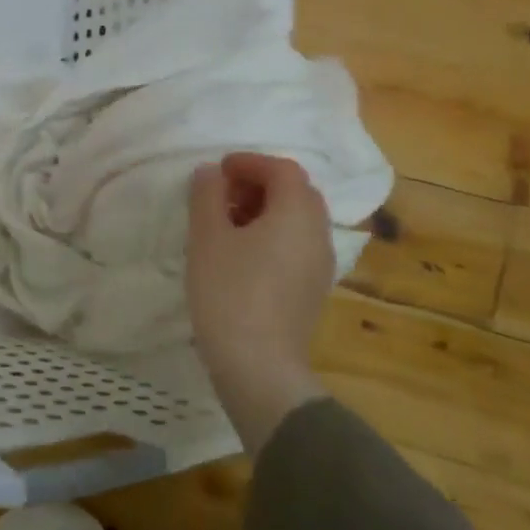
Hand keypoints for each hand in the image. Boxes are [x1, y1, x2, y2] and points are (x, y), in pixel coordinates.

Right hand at [186, 152, 331, 449]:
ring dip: (265, 211)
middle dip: (259, 185)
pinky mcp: (313, 290)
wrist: (258, 366)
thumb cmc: (229, 292)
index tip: (218, 171)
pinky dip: (273, 236)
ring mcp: (321, 264)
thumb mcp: (208, 237)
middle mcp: (318, 233)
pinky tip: (242, 256)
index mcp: (297, 212)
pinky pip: (297, 246)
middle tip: (222, 196)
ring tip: (226, 225)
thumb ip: (207, 195)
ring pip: (298, 220)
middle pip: (296, 192)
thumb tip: (211, 172)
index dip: (249, 162)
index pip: (282, 169)